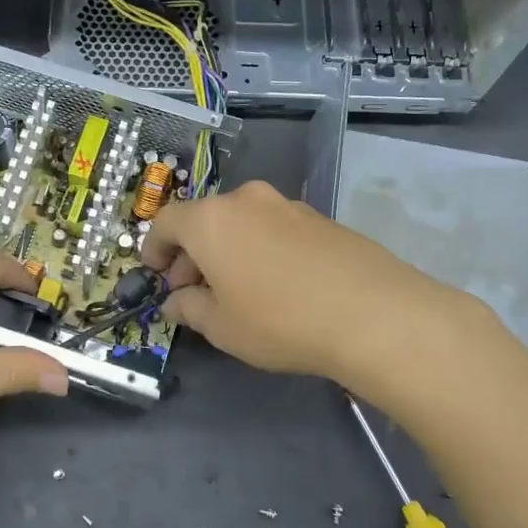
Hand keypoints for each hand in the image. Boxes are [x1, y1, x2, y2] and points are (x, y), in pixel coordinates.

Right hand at [141, 179, 494, 398]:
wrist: (373, 313)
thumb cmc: (279, 320)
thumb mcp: (222, 326)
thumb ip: (190, 308)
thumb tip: (177, 301)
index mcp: (210, 220)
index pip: (166, 222)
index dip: (154, 248)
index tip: (154, 274)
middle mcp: (246, 201)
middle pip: (204, 221)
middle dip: (191, 255)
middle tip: (192, 292)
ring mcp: (287, 205)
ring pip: (240, 224)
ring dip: (227, 251)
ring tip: (236, 291)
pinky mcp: (320, 218)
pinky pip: (273, 229)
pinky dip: (260, 249)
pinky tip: (276, 285)